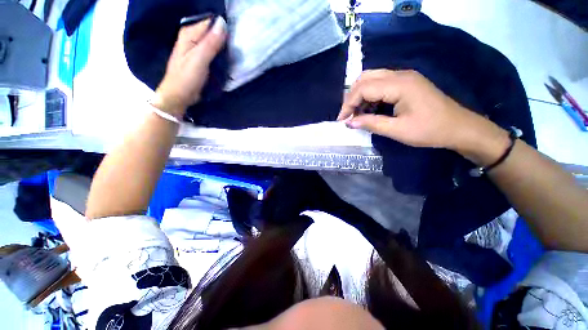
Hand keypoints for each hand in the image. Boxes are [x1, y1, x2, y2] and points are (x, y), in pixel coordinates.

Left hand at [152, 17, 226, 117]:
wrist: (179, 96)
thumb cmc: (186, 78)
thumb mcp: (199, 60)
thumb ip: (210, 42)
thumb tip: (223, 23)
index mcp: (189, 33)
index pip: (209, 22)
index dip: (222, 27)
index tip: (235, 36)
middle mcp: (192, 38)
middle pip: (212, 31)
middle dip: (224, 37)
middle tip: (236, 46)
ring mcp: (196, 49)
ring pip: (214, 41)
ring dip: (224, 46)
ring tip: (235, 52)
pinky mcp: (201, 59)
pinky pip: (213, 52)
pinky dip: (221, 54)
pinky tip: (227, 58)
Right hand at [338, 70, 509, 164]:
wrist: (459, 128)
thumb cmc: (429, 130)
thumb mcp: (397, 130)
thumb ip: (371, 123)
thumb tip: (349, 122)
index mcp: (399, 84)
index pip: (363, 88)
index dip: (348, 104)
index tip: (341, 120)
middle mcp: (400, 75)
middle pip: (365, 78)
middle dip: (351, 97)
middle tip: (347, 115)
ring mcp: (404, 77)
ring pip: (371, 79)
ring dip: (360, 96)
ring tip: (356, 114)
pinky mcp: (406, 83)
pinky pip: (380, 84)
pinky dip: (370, 96)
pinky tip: (369, 109)